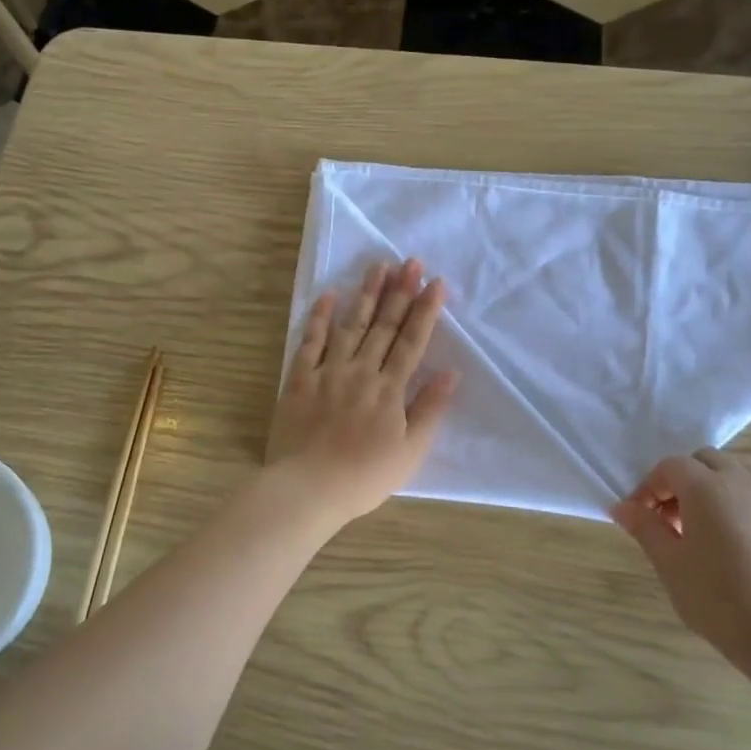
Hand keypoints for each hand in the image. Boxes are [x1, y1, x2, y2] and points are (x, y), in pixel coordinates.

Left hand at [269, 259, 459, 525]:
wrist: (309, 487)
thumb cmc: (365, 476)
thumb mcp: (410, 452)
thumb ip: (430, 410)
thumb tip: (450, 373)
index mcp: (390, 389)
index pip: (412, 342)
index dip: (425, 311)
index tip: (436, 283)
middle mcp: (362, 371)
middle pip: (384, 326)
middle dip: (400, 292)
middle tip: (410, 262)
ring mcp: (329, 372)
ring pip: (351, 326)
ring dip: (366, 295)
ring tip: (378, 266)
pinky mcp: (300, 379)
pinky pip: (310, 342)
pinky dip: (319, 318)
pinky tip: (328, 295)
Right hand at [611, 448, 750, 672]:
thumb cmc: (716, 598)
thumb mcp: (668, 563)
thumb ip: (644, 528)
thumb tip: (622, 507)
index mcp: (705, 487)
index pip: (670, 467)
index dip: (649, 486)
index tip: (639, 516)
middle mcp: (742, 483)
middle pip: (707, 460)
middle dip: (683, 480)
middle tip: (670, 519)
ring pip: (745, 468)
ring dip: (721, 481)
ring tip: (708, 518)